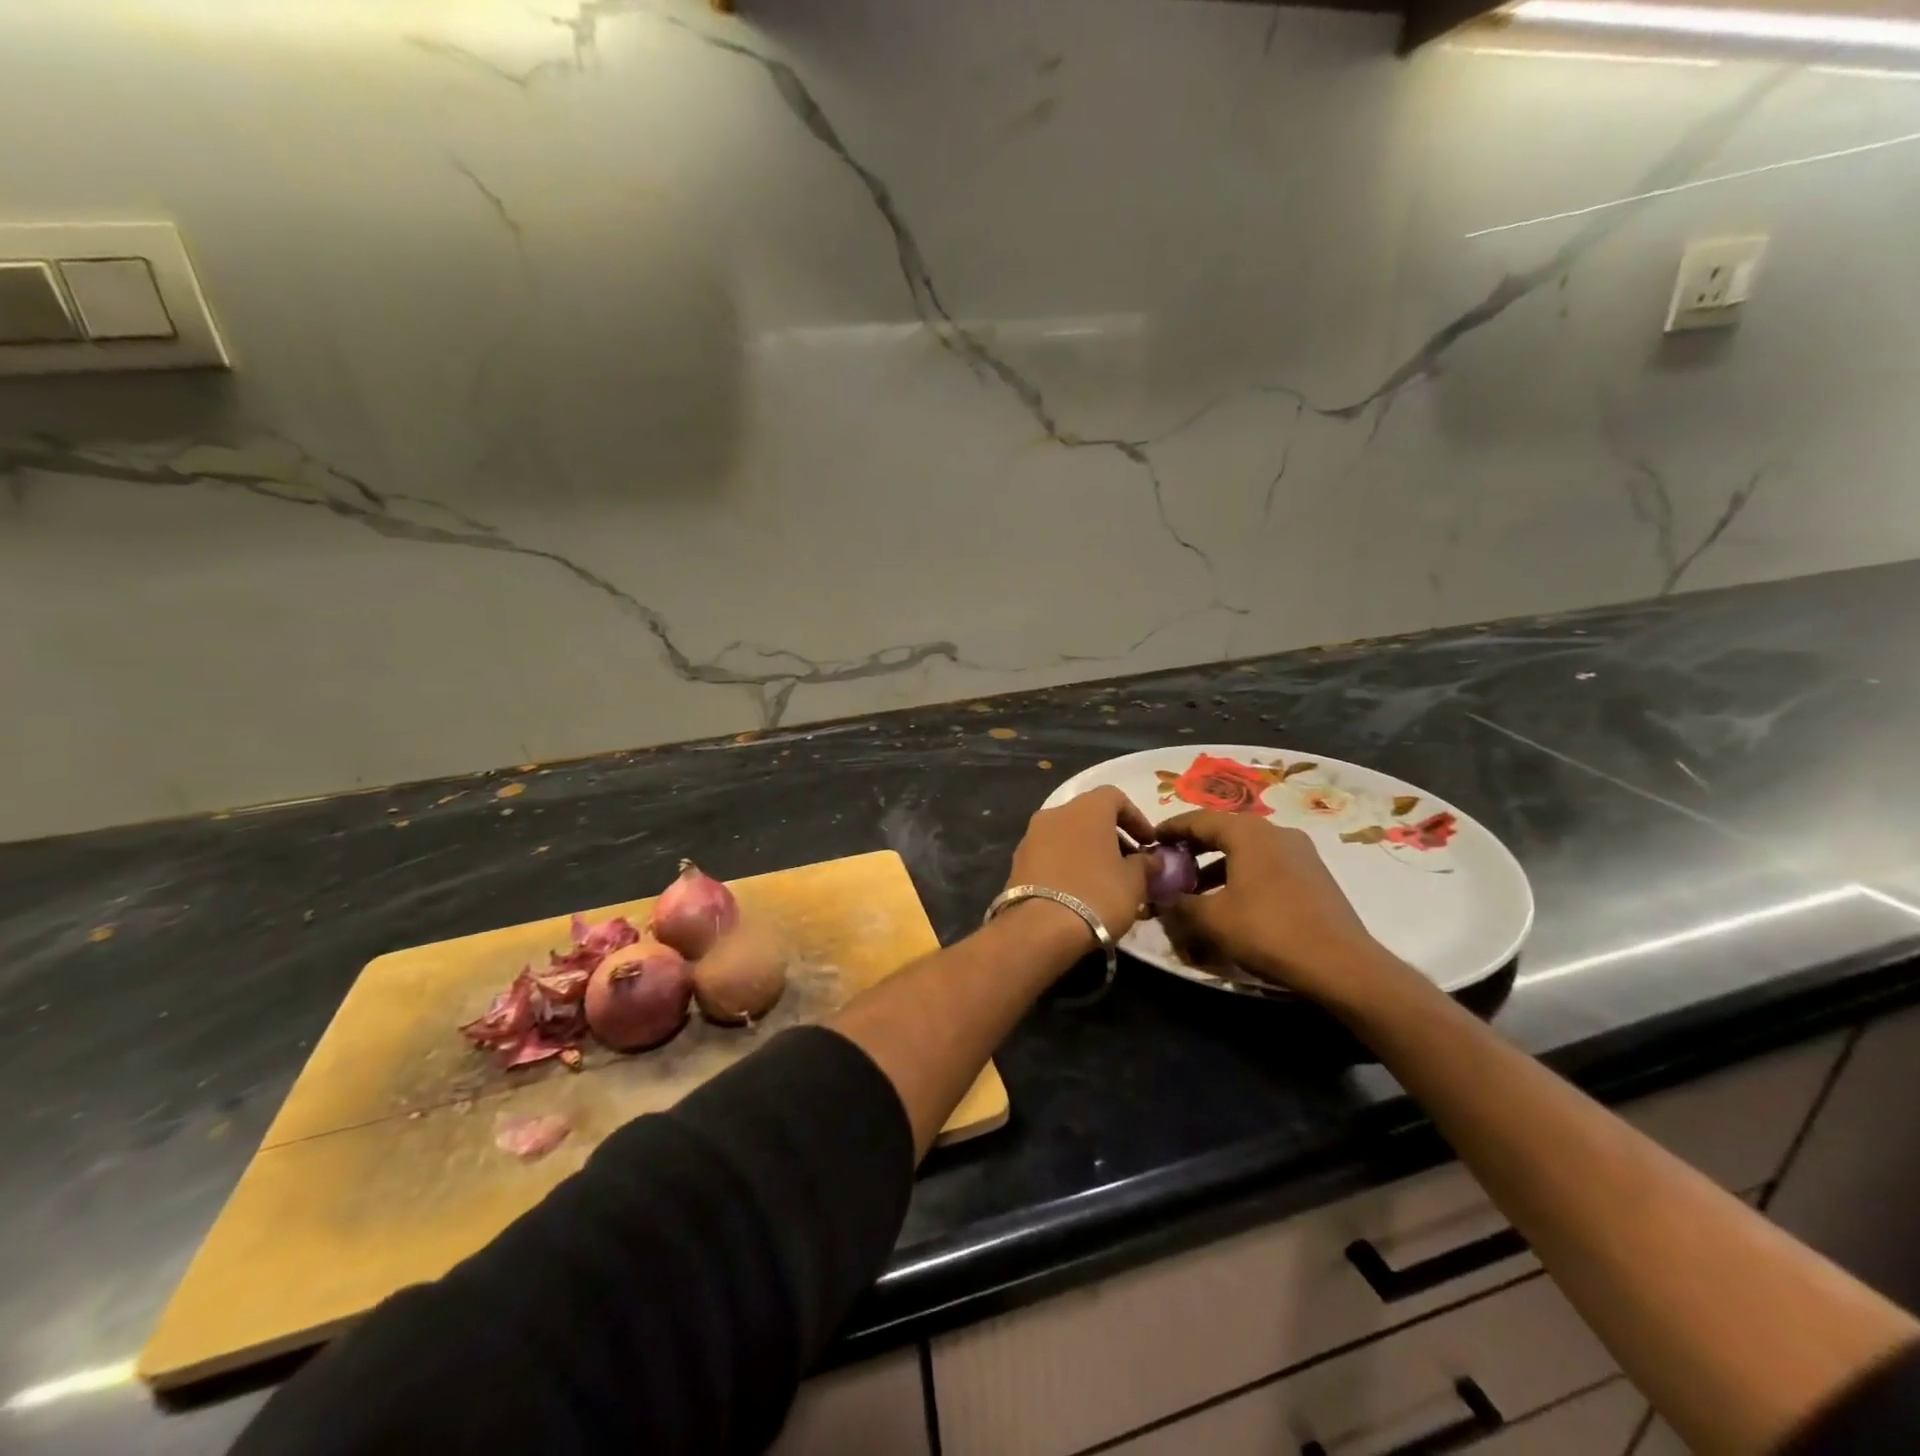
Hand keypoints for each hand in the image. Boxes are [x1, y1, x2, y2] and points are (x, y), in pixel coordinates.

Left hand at [1006, 787, 1154, 941]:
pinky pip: (1049, 854)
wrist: (1041, 927)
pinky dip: (1066, 864)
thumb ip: (1145, 864)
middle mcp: (1055, 813)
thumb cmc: (1097, 894)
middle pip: (1088, 816)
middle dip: (1111, 837)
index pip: (1114, 797)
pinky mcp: (1017, 861)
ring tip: (1105, 881)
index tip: (1148, 843)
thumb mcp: (1134, 882)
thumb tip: (1151, 859)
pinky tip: (1078, 890)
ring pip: (1067, 835)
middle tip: (1129, 864)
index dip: (1135, 818)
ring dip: (1087, 851)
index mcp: (1086, 808)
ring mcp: (1031, 836)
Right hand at [1155, 810, 1388, 1002]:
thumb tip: (1161, 898)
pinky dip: (1243, 875)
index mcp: (1248, 832)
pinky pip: (1267, 865)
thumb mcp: (1212, 920)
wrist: (1342, 964)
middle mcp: (1275, 832)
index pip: (1199, 819)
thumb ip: (1179, 904)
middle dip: (1195, 848)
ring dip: (1218, 865)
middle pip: (1225, 831)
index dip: (1171, 829)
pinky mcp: (1314, 875)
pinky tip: (1234, 903)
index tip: (1151, 839)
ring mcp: (1300, 852)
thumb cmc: (1268, 931)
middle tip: (1172, 865)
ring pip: (1247, 850)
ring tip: (1198, 891)